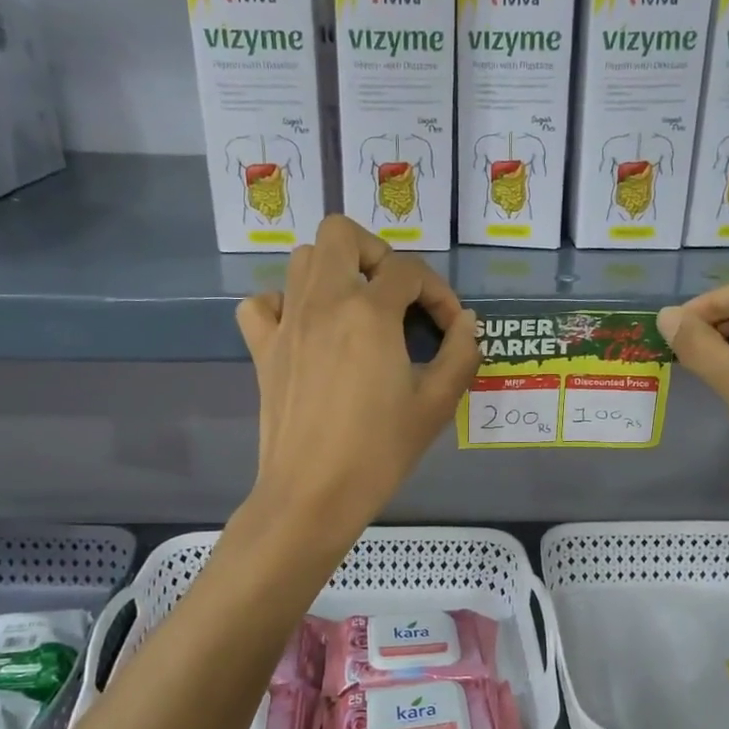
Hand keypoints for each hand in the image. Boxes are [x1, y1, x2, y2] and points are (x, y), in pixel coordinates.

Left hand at [237, 217, 478, 541]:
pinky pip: (263, 303)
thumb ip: (461, 354)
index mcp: (369, 312)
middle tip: (396, 296)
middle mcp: (323, 302)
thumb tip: (466, 322)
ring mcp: (286, 323)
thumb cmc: (379, 452)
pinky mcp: (262, 349)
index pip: (410, 271)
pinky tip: (307, 329)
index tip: (450, 330)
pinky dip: (284, 303)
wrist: (313, 494)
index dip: (439, 294)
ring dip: (335, 270)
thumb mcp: (436, 404)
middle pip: (342, 233)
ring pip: (302, 258)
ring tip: (358, 309)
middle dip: (377, 253)